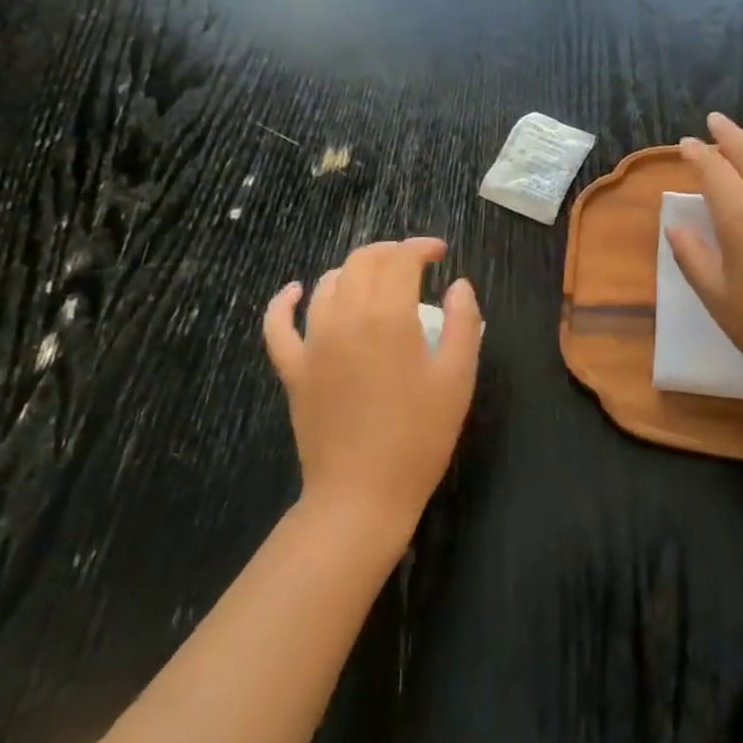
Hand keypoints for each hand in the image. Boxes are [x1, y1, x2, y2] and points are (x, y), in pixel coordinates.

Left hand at [263, 239, 482, 546]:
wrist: (362, 495)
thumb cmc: (419, 436)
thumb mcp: (458, 378)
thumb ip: (464, 322)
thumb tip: (459, 284)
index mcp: (388, 316)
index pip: (401, 259)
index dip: (421, 247)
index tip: (440, 253)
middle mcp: (345, 316)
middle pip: (362, 262)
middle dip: (390, 252)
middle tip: (414, 263)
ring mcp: (312, 342)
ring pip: (328, 284)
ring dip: (354, 271)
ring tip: (377, 280)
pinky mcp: (293, 368)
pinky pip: (278, 324)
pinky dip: (285, 301)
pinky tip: (295, 292)